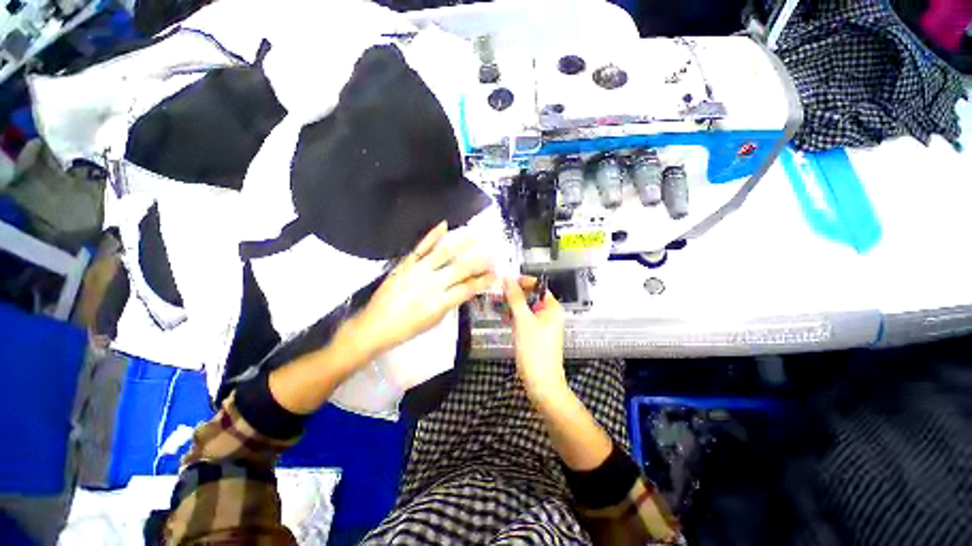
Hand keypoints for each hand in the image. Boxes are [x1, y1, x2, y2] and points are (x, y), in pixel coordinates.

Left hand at [351, 221, 495, 358]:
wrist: (374, 326)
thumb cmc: (407, 329)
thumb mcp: (434, 321)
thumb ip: (451, 303)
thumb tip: (466, 289)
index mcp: (439, 303)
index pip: (468, 288)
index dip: (484, 281)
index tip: (495, 275)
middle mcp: (431, 284)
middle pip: (460, 269)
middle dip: (479, 262)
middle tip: (492, 255)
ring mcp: (417, 271)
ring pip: (443, 254)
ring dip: (461, 243)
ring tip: (475, 234)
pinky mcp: (405, 265)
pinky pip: (421, 247)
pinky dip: (432, 236)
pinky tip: (443, 225)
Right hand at [503, 276, 567, 401]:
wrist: (541, 383)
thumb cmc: (534, 349)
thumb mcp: (523, 320)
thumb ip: (515, 298)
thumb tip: (507, 279)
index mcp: (552, 307)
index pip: (537, 286)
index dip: (522, 281)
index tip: (504, 282)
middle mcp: (550, 313)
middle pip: (531, 296)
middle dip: (514, 294)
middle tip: (496, 294)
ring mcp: (543, 325)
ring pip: (526, 308)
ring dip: (512, 305)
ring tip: (496, 304)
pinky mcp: (536, 335)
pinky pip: (525, 319)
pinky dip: (515, 316)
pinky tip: (503, 317)